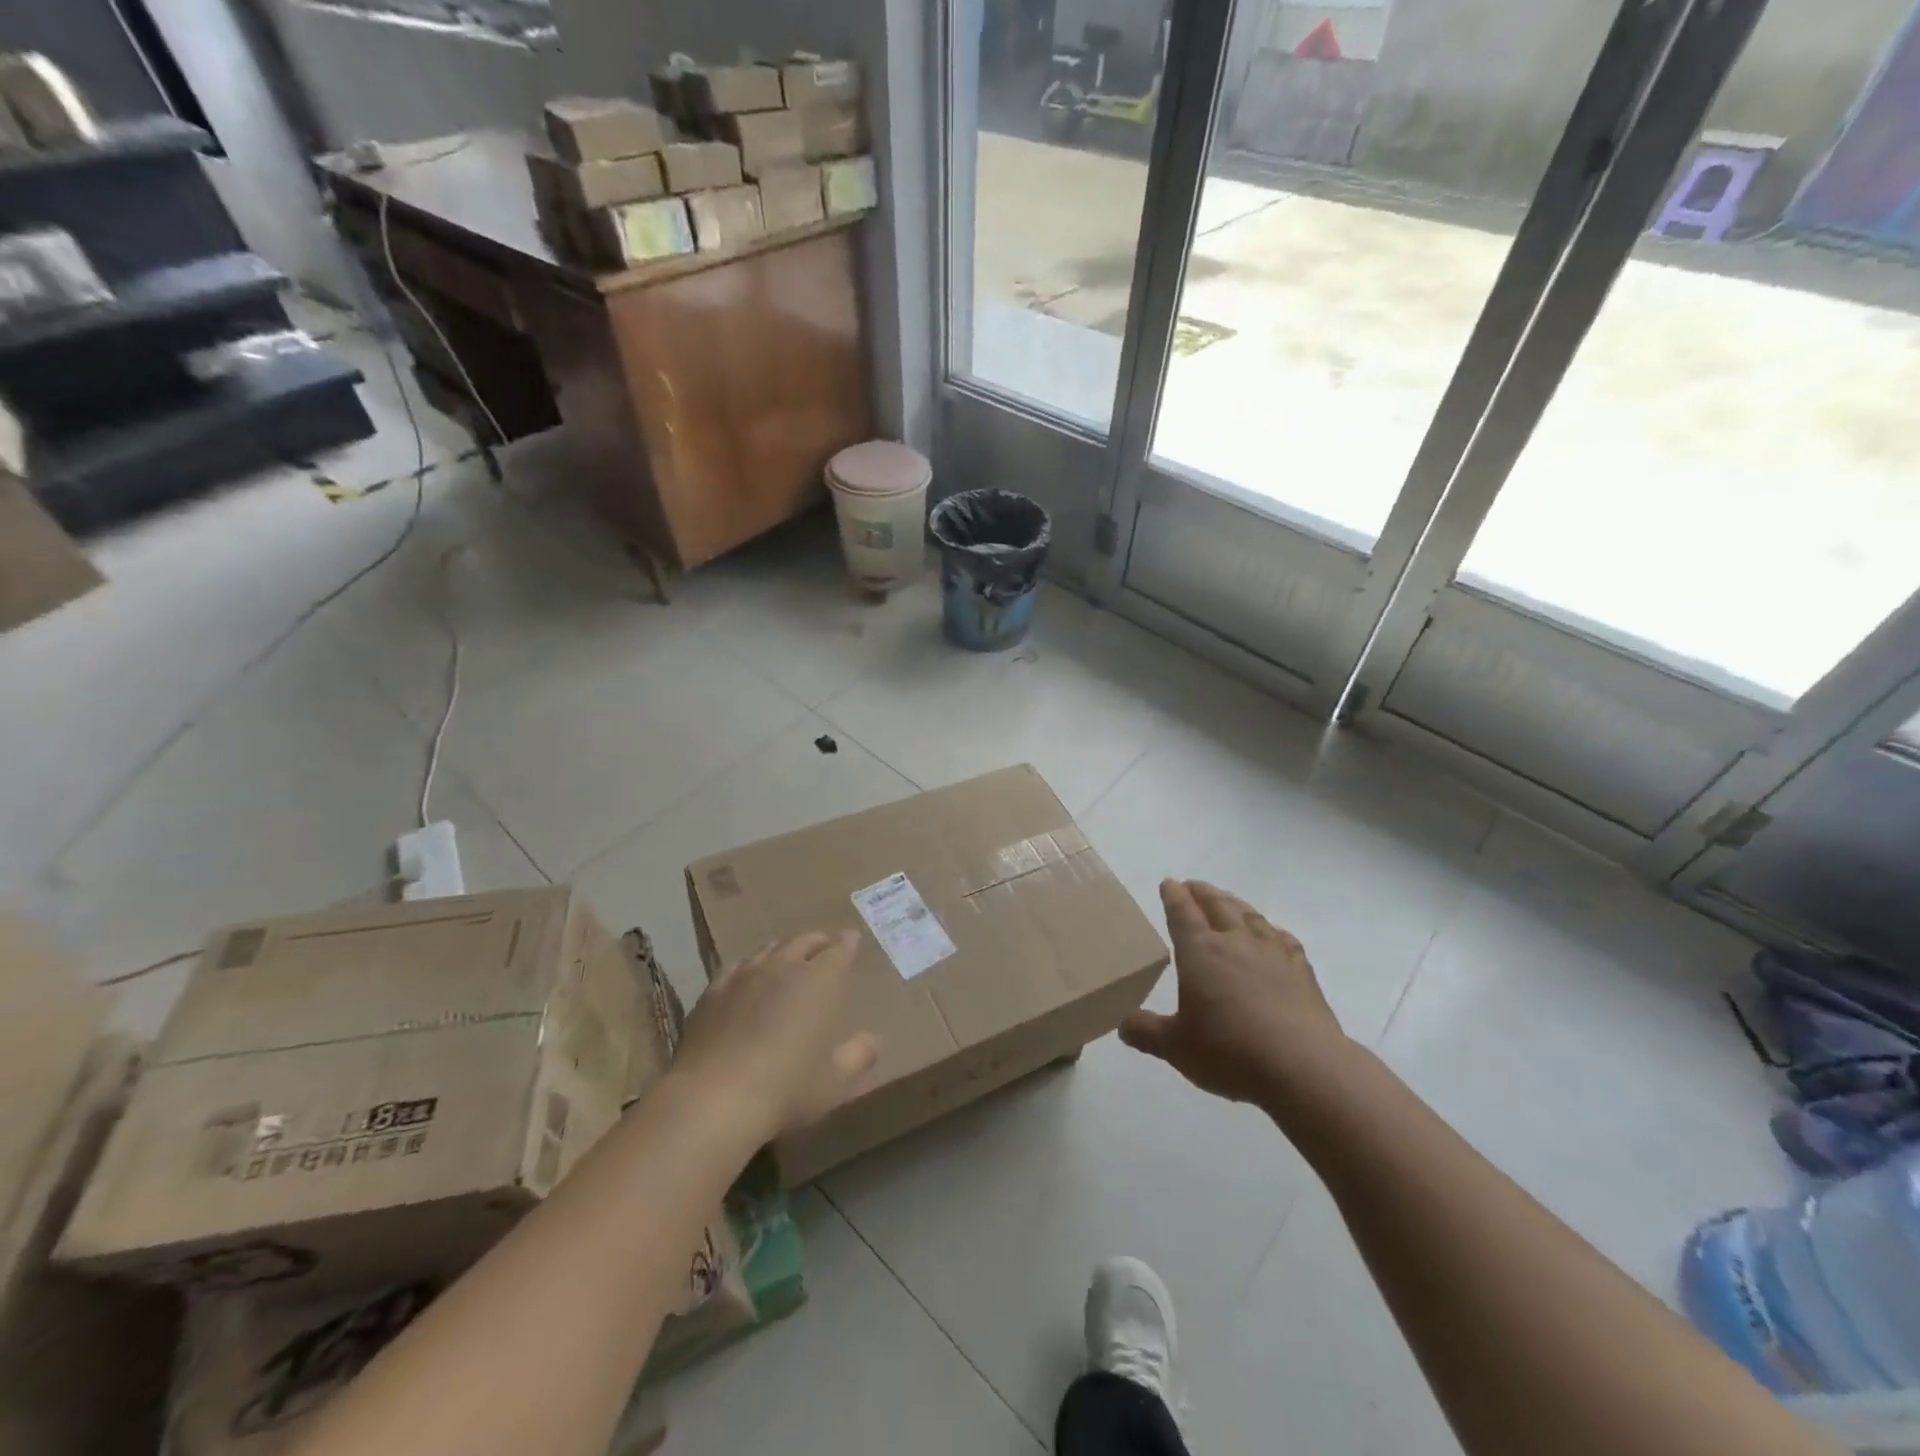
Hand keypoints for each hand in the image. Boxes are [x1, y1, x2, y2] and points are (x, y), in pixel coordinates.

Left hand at [670, 931, 878, 1144]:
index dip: (848, 942)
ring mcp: (745, 975)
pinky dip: (750, 967)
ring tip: (788, 959)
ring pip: (769, 949)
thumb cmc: (787, 1088)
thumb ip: (859, 1056)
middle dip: (818, 942)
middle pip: (804, 941)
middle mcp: (785, 966)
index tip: (852, 939)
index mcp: (822, 980)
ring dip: (784, 950)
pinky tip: (747, 978)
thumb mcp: (836, 1081)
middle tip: (824, 947)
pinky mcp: (713, 991)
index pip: (840, 949)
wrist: (714, 1098)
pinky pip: (737, 966)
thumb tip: (873, 1040)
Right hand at [1120, 879, 1350, 1105]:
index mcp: (1200, 952)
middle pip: (1217, 904)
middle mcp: (1235, 942)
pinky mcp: (1302, 971)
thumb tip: (1123, 1026)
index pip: (1182, 913)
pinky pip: (1284, 940)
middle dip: (1202, 892)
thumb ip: (1147, 1032)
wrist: (1302, 1067)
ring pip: (1250, 916)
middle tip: (1193, 885)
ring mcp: (1272, 954)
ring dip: (1234, 903)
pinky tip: (1273, 934)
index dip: (1173, 896)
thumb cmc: (1228, 1052)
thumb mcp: (1175, 1047)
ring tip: (1227, 899)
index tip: (1169, 883)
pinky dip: (1272, 930)